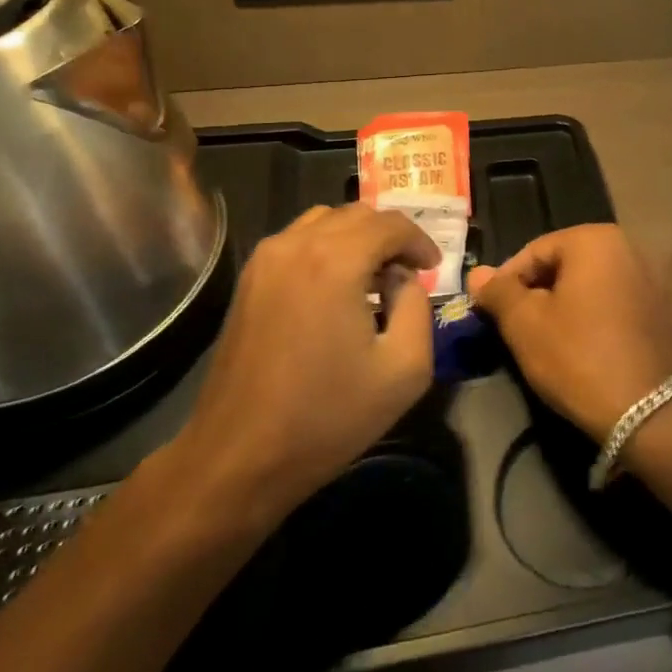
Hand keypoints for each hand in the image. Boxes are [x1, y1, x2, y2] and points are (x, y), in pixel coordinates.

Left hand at [167, 204, 438, 529]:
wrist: (238, 457)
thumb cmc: (327, 416)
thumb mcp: (405, 369)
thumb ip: (418, 307)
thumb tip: (402, 280)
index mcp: (336, 261)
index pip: (391, 223)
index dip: (420, 241)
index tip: (433, 268)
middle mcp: (297, 245)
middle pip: (359, 214)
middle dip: (391, 237)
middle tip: (408, 274)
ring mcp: (266, 259)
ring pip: (326, 221)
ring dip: (358, 238)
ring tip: (374, 278)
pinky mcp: (249, 279)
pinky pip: (299, 241)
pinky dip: (328, 248)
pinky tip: (336, 289)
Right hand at [470, 224, 671, 442]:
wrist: (647, 411)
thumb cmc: (578, 356)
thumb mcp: (525, 324)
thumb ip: (498, 292)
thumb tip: (477, 274)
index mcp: (594, 239)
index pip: (533, 251)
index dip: (506, 282)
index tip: (490, 313)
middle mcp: (626, 246)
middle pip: (563, 265)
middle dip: (535, 293)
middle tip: (514, 328)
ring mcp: (647, 276)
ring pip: (587, 285)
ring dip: (562, 306)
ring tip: (542, 340)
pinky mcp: (658, 307)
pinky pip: (611, 301)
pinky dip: (589, 316)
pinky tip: (578, 346)